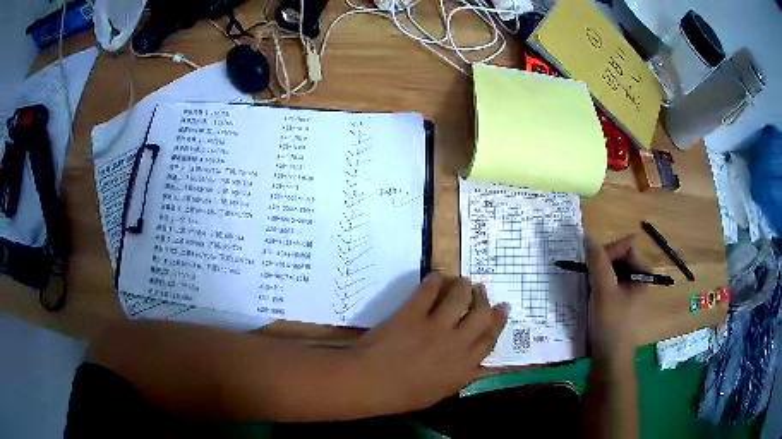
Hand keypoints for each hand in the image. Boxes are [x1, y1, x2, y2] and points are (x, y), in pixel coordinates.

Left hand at [358, 273, 507, 411]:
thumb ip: (460, 375)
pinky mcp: (413, 314)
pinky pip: (429, 291)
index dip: (498, 321)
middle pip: (481, 315)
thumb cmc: (403, 396)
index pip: (489, 338)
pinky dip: (436, 280)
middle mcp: (457, 344)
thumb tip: (474, 363)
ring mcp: (435, 327)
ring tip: (463, 281)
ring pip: (459, 298)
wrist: (371, 383)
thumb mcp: (440, 392)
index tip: (502, 308)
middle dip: (484, 300)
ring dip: (464, 286)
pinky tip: (437, 276)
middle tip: (481, 290)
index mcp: (464, 367)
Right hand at [586, 235, 647, 362]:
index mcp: (643, 273)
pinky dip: (599, 287)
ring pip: (613, 272)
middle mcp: (639, 280)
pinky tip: (590, 299)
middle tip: (588, 279)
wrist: (609, 361)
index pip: (627, 245)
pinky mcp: (621, 305)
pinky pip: (610, 285)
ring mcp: (630, 293)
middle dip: (602, 264)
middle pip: (620, 257)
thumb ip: (597, 261)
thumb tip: (587, 237)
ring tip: (588, 290)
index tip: (593, 267)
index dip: (609, 250)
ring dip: (598, 276)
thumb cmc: (611, 324)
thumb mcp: (603, 291)